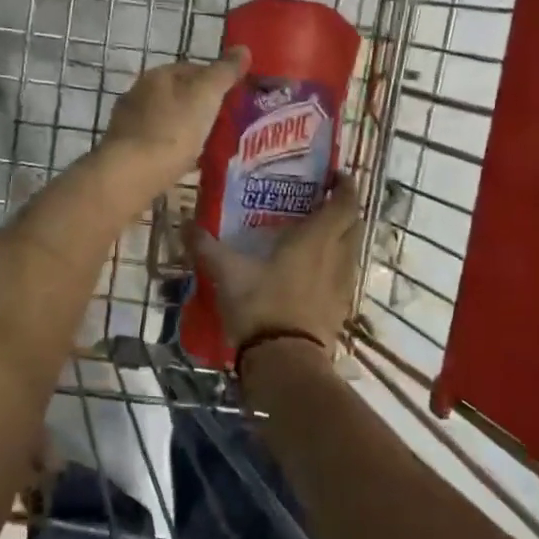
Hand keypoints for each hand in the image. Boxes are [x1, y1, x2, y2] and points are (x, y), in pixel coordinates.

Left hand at [101, 49, 249, 191]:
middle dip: (198, 106)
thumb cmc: (172, 130)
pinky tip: (183, 164)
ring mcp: (127, 123)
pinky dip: (170, 149)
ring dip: (183, 128)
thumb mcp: (206, 96)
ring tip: (207, 146)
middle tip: (223, 124)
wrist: (130, 175)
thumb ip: (224, 72)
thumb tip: (243, 49)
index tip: (233, 98)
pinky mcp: (124, 151)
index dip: (215, 80)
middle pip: (177, 95)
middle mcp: (138, 93)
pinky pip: (155, 144)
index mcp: (158, 75)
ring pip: (165, 120)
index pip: (192, 68)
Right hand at [188, 178, 362, 350]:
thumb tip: (184, 222)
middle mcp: (337, 256)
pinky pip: (344, 277)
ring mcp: (342, 285)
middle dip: (344, 210)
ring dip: (341, 239)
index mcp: (316, 238)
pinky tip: (312, 274)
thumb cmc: (260, 306)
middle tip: (320, 204)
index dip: (345, 186)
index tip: (334, 176)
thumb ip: (206, 246)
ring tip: (314, 237)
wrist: (285, 362)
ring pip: (351, 250)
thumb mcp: (227, 273)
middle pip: (354, 224)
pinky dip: (334, 267)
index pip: (345, 202)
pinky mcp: (340, 309)